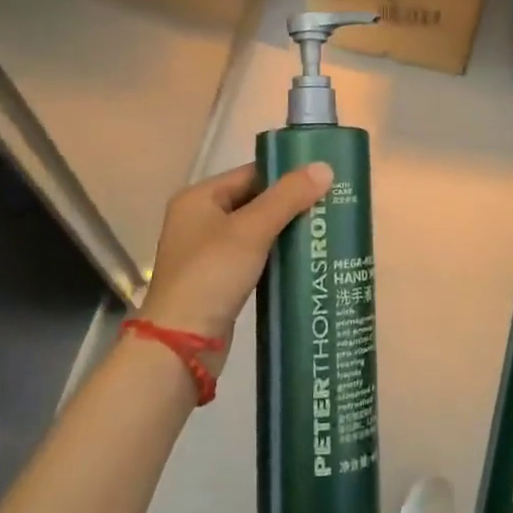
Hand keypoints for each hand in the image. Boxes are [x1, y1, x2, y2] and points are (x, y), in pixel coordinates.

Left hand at [139, 161, 332, 375]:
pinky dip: (277, 256)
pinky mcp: (219, 281)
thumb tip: (325, 167)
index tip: (324, 179)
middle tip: (331, 204)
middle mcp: (200, 219)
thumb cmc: (212, 275)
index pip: (251, 174)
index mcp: (199, 198)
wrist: (181, 345)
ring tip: (325, 229)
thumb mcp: (251, 230)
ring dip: (286, 231)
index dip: (287, 175)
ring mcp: (208, 252)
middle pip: (254, 201)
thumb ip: (288, 197)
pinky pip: (254, 257)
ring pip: (256, 231)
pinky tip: (305, 258)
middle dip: (291, 204)